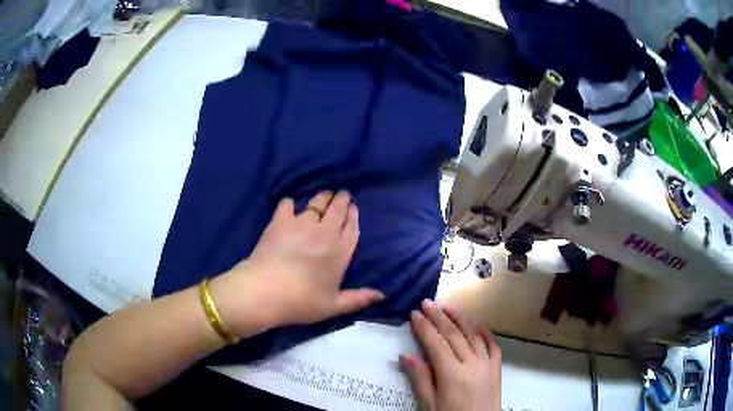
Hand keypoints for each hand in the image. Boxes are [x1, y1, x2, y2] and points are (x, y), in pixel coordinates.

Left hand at [211, 190, 384, 336]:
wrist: (266, 291)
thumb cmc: (302, 302)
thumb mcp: (333, 306)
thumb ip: (358, 299)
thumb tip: (382, 296)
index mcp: (340, 252)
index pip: (352, 227)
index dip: (353, 215)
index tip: (353, 207)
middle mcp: (325, 233)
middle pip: (338, 210)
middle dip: (342, 199)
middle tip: (342, 194)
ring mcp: (302, 224)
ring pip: (317, 203)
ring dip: (323, 197)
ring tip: (324, 195)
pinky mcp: (280, 221)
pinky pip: (288, 204)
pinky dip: (290, 204)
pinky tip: (289, 208)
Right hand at [400, 300, 500, 410]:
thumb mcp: (430, 406)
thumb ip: (420, 380)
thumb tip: (406, 356)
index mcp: (452, 375)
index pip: (436, 344)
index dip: (424, 328)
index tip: (414, 314)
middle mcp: (472, 364)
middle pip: (454, 335)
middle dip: (439, 317)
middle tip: (427, 303)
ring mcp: (487, 364)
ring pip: (474, 335)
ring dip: (460, 319)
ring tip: (448, 307)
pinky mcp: (497, 368)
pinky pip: (493, 344)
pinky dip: (484, 331)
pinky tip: (476, 323)